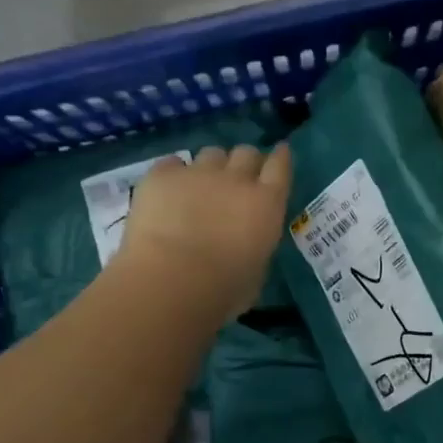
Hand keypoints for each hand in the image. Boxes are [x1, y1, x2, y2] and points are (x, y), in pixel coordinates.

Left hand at [118, 143, 292, 317]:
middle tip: (237, 179)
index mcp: (266, 203)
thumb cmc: (223, 289)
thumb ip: (256, 245)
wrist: (171, 280)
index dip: (280, 158)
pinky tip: (169, 190)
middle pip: (246, 153)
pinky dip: (175, 174)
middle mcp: (236, 179)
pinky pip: (173, 163)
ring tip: (201, 186)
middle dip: (245, 162)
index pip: (280, 166)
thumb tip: (246, 243)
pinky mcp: (162, 175)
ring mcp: (198, 173)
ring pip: (211, 153)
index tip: (279, 154)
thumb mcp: (257, 271)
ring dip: (211, 167)